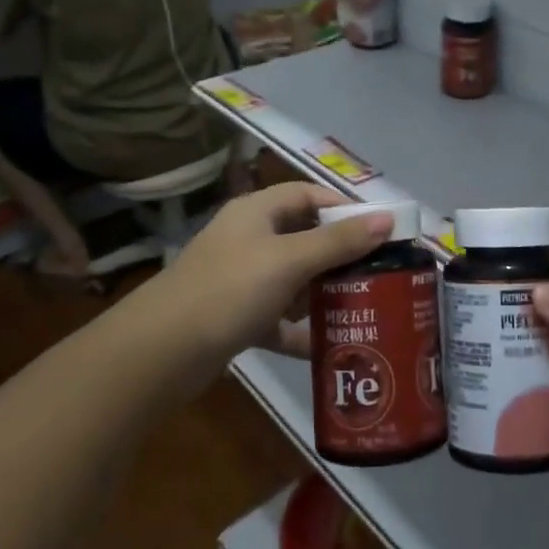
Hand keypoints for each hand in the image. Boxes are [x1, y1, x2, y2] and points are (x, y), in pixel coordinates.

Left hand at [147, 182, 390, 364]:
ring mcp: (240, 279)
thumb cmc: (230, 290)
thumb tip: (387, 218)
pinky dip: (300, 329)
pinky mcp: (236, 317)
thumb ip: (339, 241)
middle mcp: (248, 239)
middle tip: (379, 271)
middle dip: (340, 254)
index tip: (380, 228)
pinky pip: (278, 318)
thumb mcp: (289, 260)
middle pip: (304, 237)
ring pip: (293, 279)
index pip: (308, 195)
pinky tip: (329, 345)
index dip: (344, 207)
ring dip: (323, 292)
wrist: (160, 353)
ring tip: (365, 306)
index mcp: (256, 212)